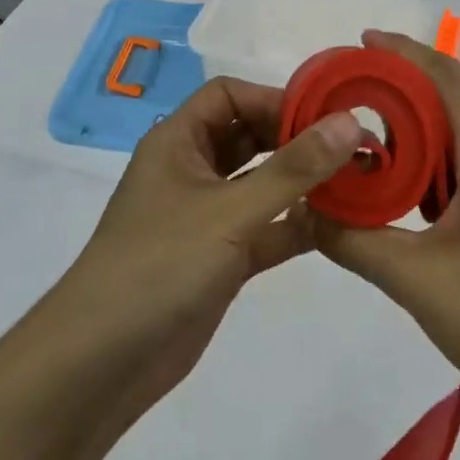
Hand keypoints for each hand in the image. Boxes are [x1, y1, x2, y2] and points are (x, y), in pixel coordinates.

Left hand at [52, 78, 361, 421]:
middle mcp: (191, 170)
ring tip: (356, 180)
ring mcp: (206, 216)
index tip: (326, 116)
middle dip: (297, 139)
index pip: (230, 96)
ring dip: (303, 182)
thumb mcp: (230, 211)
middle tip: (352, 146)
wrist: (102, 364)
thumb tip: (351, 121)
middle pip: (250, 136)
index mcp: (178, 141)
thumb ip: (294, 168)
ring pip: (261, 184)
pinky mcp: (220, 258)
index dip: (275, 98)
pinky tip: (340, 226)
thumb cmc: (160, 265)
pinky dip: (297, 225)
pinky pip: (266, 228)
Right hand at [312, 31, 459, 412]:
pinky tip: (420, 208)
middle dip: (404, 98)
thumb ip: (355, 241)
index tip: (363, 42)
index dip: (404, 52)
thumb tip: (306, 212)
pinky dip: (444, 173)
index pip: (447, 80)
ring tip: (378, 159)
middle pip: (456, 108)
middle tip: (354, 108)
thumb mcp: (416, 280)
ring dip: (424, 141)